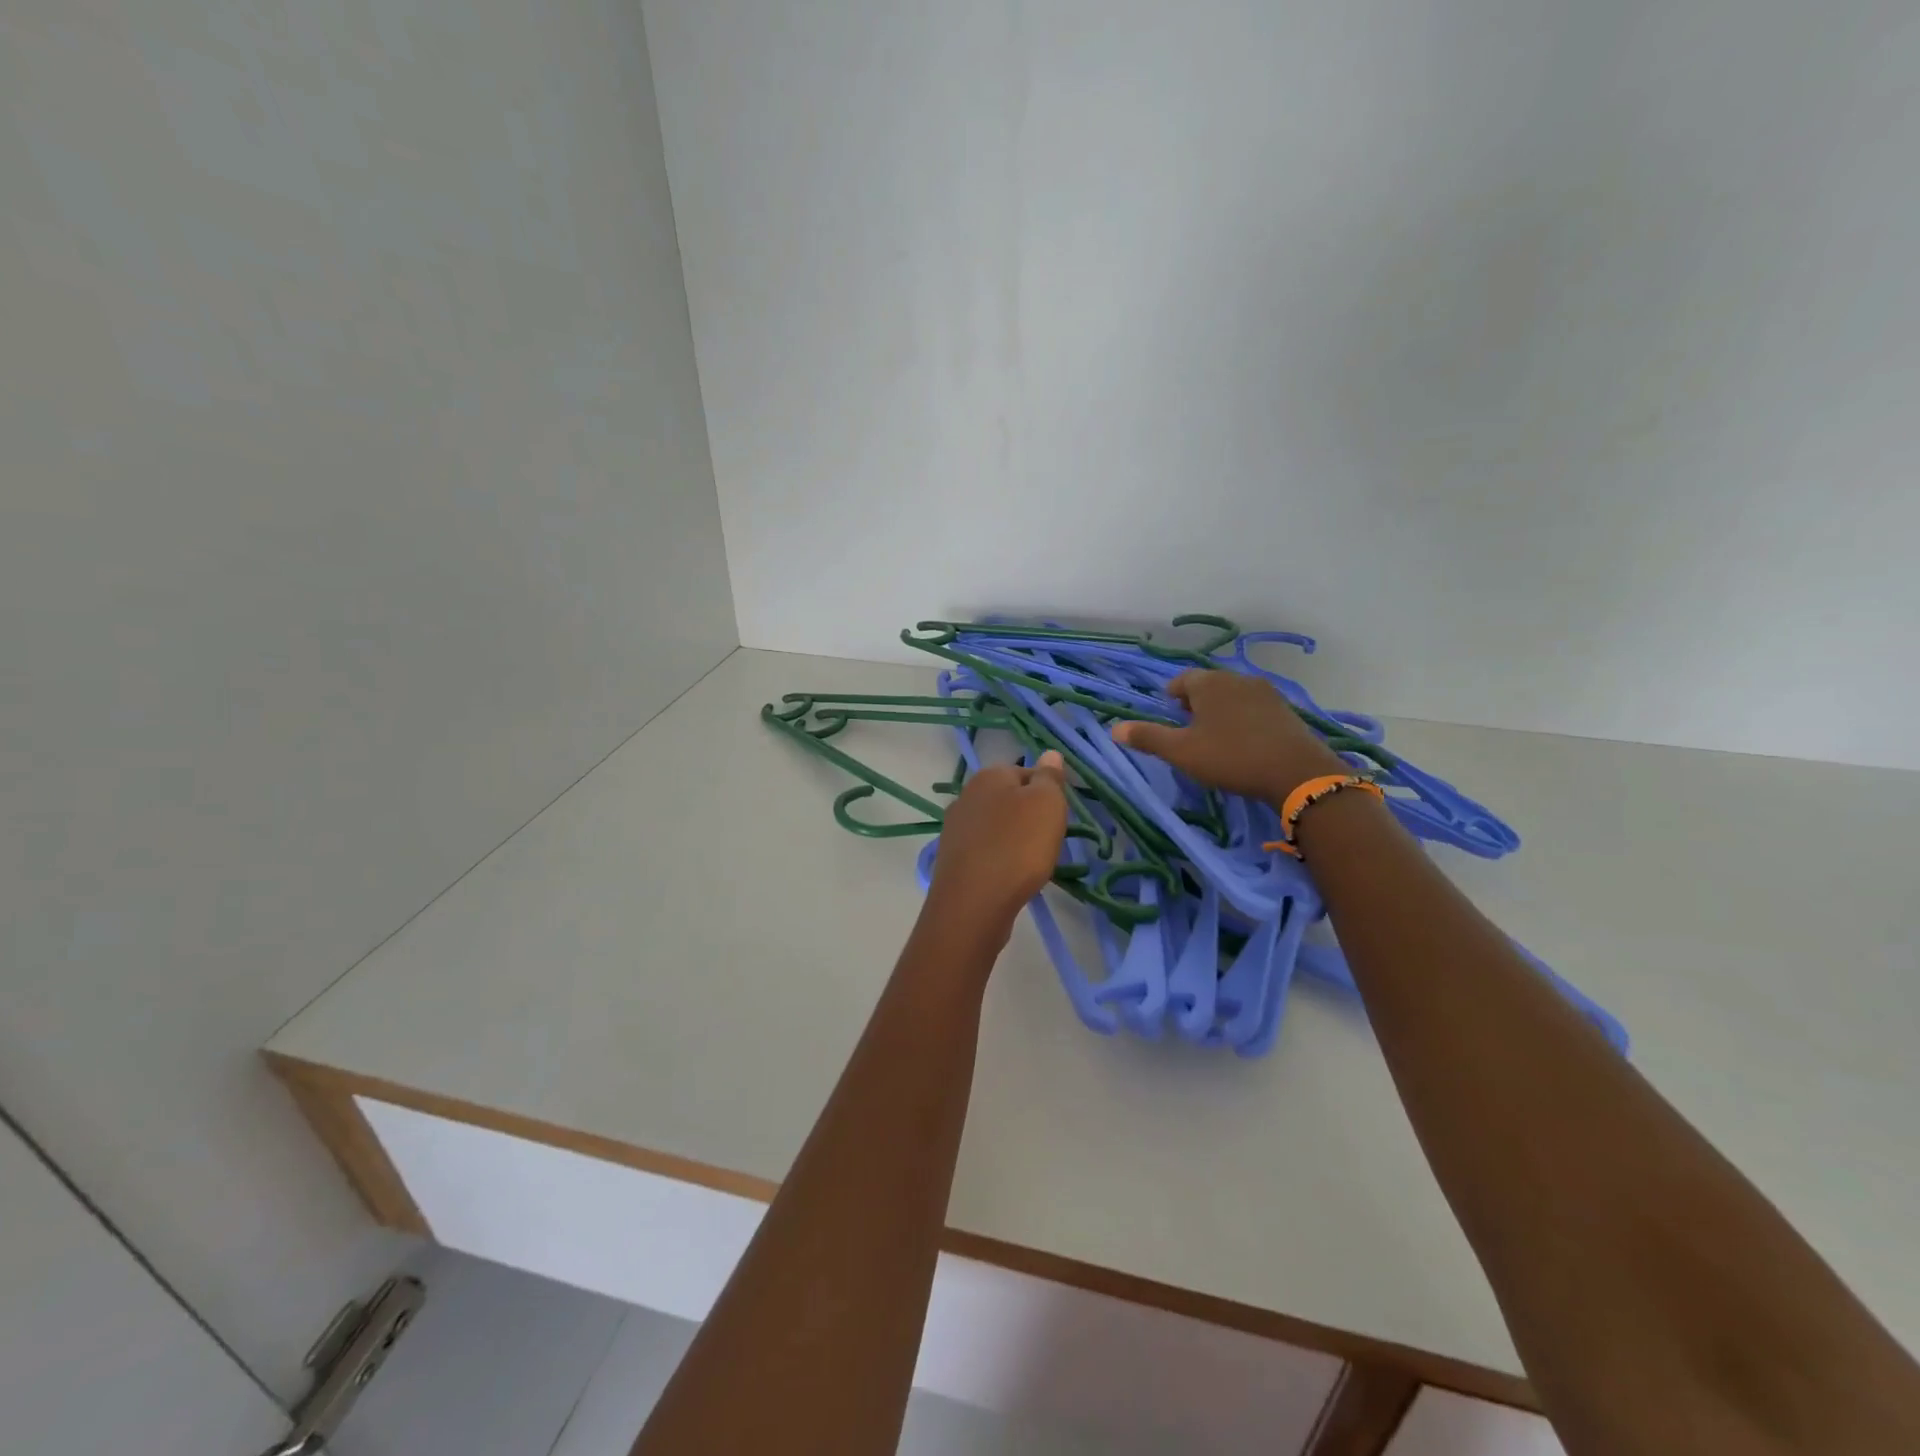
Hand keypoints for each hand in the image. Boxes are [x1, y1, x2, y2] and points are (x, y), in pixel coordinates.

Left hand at [927, 751, 1068, 926]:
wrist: (974, 902)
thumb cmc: (1018, 846)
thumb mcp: (1047, 804)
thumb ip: (1049, 777)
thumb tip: (1049, 754)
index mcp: (988, 775)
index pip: (1027, 772)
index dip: (1048, 792)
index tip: (1060, 817)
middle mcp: (966, 795)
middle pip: (1009, 799)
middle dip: (1029, 817)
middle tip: (1048, 840)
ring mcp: (955, 828)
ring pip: (996, 826)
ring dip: (1014, 839)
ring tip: (1030, 862)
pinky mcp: (952, 858)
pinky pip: (984, 850)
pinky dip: (998, 859)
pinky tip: (1008, 876)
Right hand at [1112, 671, 1347, 805]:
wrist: (1296, 773)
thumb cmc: (1231, 757)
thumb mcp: (1182, 752)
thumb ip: (1148, 737)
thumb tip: (1114, 728)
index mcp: (1208, 683)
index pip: (1181, 680)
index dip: (1171, 698)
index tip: (1170, 718)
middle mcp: (1236, 678)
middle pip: (1208, 685)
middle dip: (1195, 703)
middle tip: (1189, 731)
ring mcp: (1265, 692)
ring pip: (1232, 695)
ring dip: (1220, 711)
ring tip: (1215, 738)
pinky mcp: (1285, 709)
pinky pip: (1254, 707)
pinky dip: (1243, 719)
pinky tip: (1244, 742)